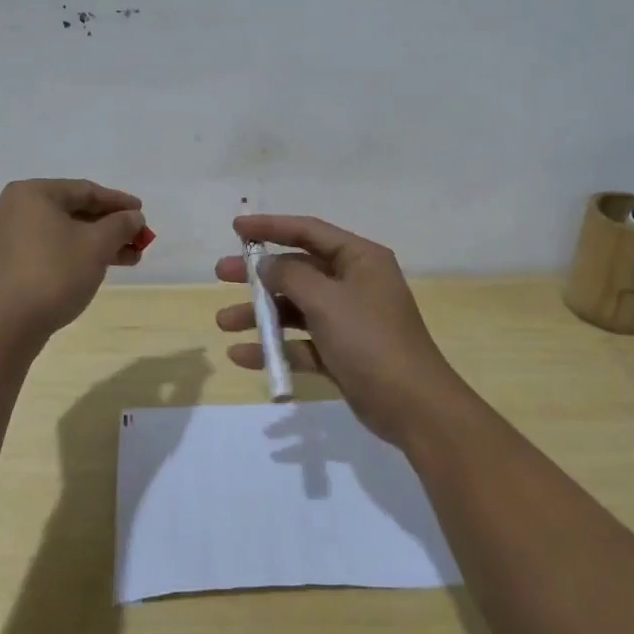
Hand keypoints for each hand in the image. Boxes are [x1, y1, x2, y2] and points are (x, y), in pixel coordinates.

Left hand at [0, 179, 146, 338]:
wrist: (1, 328)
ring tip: (127, 261)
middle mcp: (13, 210)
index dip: (118, 202)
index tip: (142, 213)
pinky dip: (73, 256)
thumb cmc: (52, 274)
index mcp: (32, 194)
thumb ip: (120, 225)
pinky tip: (93, 271)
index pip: (85, 190)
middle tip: (138, 241)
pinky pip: (46, 252)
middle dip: (109, 227)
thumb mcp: (96, 245)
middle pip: (72, 212)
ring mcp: (4, 240)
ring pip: (60, 234)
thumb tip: (133, 217)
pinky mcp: (3, 267)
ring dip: (95, 244)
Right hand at [214, 215, 466, 446]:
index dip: (271, 227)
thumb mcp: (326, 300)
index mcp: (359, 259)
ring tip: (224, 322)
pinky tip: (242, 355)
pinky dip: (275, 347)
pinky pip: (302, 343)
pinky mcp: (342, 353)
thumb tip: (267, 264)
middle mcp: (354, 283)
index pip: (309, 231)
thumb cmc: (370, 339)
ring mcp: (348, 319)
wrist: (413, 406)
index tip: (237, 229)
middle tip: (221, 274)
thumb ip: (291, 276)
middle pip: (298, 269)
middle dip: (259, 274)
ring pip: (296, 308)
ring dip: (261, 314)